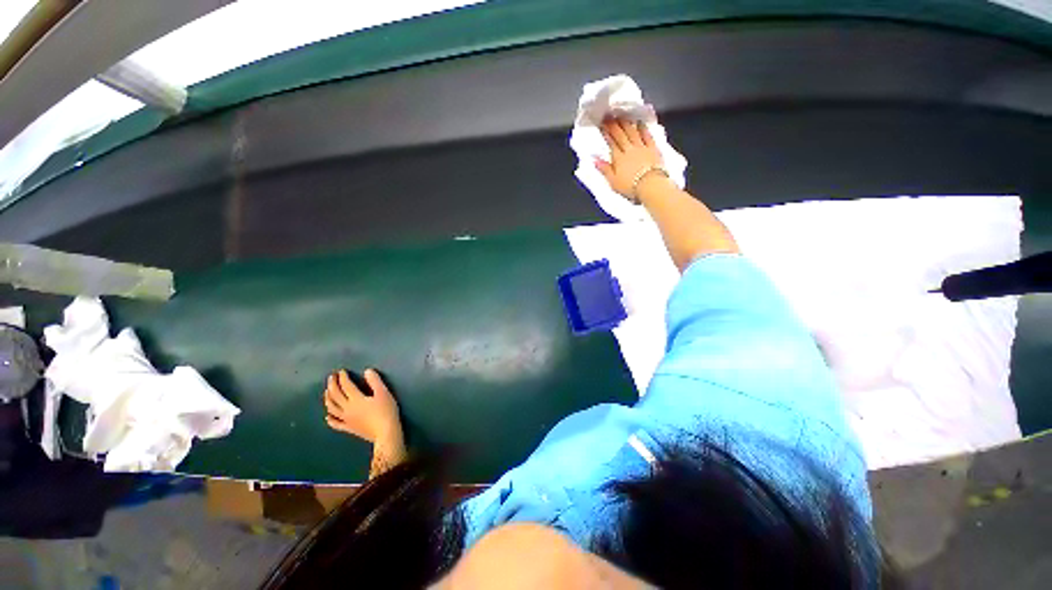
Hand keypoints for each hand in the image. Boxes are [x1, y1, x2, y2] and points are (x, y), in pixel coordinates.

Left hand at [323, 369, 400, 443]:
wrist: (387, 436)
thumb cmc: (386, 414)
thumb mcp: (384, 394)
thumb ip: (375, 381)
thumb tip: (367, 371)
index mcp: (356, 398)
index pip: (345, 384)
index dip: (342, 377)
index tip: (342, 372)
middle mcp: (348, 408)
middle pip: (335, 394)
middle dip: (332, 384)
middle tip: (331, 377)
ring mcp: (346, 419)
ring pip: (332, 407)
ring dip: (328, 398)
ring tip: (327, 392)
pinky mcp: (349, 428)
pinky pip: (336, 424)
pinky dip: (330, 420)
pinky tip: (328, 417)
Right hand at [595, 117, 664, 199]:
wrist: (652, 186)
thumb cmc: (633, 187)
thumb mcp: (614, 183)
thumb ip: (604, 170)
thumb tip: (594, 160)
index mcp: (618, 158)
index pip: (611, 142)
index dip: (605, 132)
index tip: (601, 124)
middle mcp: (629, 149)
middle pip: (620, 135)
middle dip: (613, 124)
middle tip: (608, 116)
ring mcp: (642, 148)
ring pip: (632, 132)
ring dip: (626, 123)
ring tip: (621, 116)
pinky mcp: (653, 149)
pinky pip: (647, 136)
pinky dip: (643, 129)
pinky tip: (640, 123)